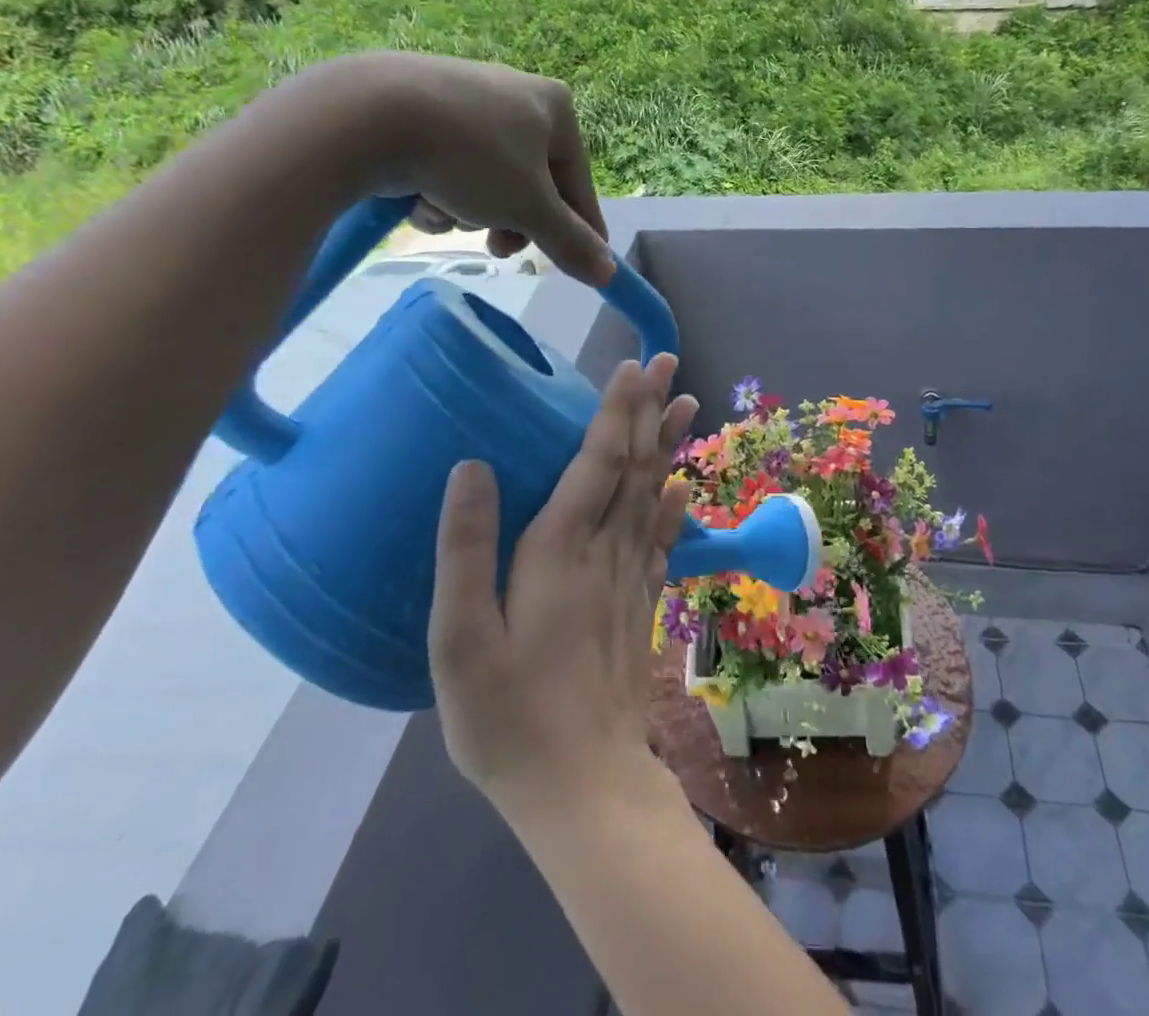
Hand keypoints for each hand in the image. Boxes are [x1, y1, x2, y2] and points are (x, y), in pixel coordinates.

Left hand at [334, 53, 613, 284]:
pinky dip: (437, 190)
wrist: (365, 115)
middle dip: (511, 221)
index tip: (581, 267)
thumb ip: (571, 242)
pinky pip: (448, 165)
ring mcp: (465, 100)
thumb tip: (609, 274)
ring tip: (445, 212)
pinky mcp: (420, 110)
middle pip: (530, 184)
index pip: (579, 184)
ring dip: (469, 210)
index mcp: (555, 106)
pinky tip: (416, 195)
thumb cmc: (471, 156)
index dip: (581, 231)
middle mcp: (515, 94)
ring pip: (486, 181)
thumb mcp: (530, 208)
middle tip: (497, 249)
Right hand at [428, 356, 698, 819]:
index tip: (633, 367)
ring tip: (687, 402)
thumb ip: (466, 549)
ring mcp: (632, 578)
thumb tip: (472, 467)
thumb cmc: (508, 716)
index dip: (615, 411)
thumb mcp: (461, 639)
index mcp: (561, 551)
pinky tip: (684, 484)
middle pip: (635, 466)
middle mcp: (607, 551)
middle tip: (668, 361)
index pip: (597, 462)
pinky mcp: (641, 605)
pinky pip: (665, 540)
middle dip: (650, 409)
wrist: (581, 786)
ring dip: (669, 444)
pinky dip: (676, 505)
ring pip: (655, 493)